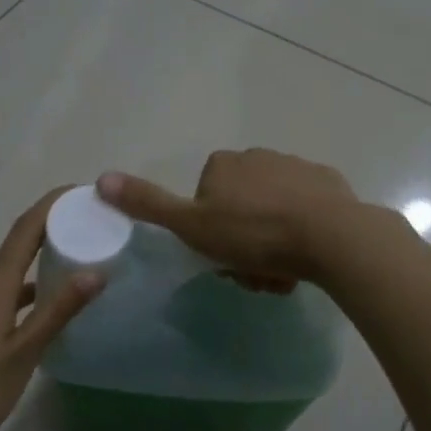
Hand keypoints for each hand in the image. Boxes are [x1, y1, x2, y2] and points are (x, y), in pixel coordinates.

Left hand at [0, 190, 102, 430]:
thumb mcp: (23, 355)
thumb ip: (58, 312)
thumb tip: (95, 271)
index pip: (25, 230)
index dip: (51, 206)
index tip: (81, 191)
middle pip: (12, 251)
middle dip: (47, 236)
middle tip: (85, 233)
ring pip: (0, 280)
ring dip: (32, 271)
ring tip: (66, 274)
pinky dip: (15, 297)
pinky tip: (28, 320)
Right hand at [97, 149, 371, 286]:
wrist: (330, 235)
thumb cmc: (254, 234)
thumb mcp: (192, 226)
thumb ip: (148, 204)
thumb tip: (100, 179)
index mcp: (224, 165)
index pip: (205, 202)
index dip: (210, 234)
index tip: (222, 259)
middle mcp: (259, 157)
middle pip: (240, 209)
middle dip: (243, 243)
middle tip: (254, 274)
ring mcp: (296, 167)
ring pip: (272, 213)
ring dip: (272, 244)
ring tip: (282, 273)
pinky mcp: (328, 183)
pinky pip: (305, 212)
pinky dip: (301, 234)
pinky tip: (307, 257)